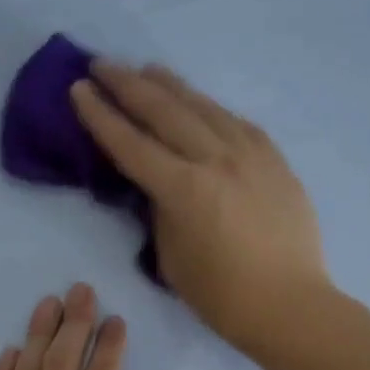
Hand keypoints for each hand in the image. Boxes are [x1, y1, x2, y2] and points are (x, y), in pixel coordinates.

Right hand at [70, 61, 331, 354]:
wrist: (290, 305)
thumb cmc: (223, 296)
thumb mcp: (172, 258)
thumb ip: (161, 212)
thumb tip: (159, 184)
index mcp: (184, 189)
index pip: (131, 143)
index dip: (100, 115)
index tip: (79, 89)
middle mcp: (216, 159)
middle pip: (165, 110)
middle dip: (128, 85)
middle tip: (102, 64)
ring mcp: (250, 154)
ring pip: (203, 107)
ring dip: (171, 86)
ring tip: (148, 70)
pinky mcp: (274, 160)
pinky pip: (236, 123)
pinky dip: (211, 110)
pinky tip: (201, 105)